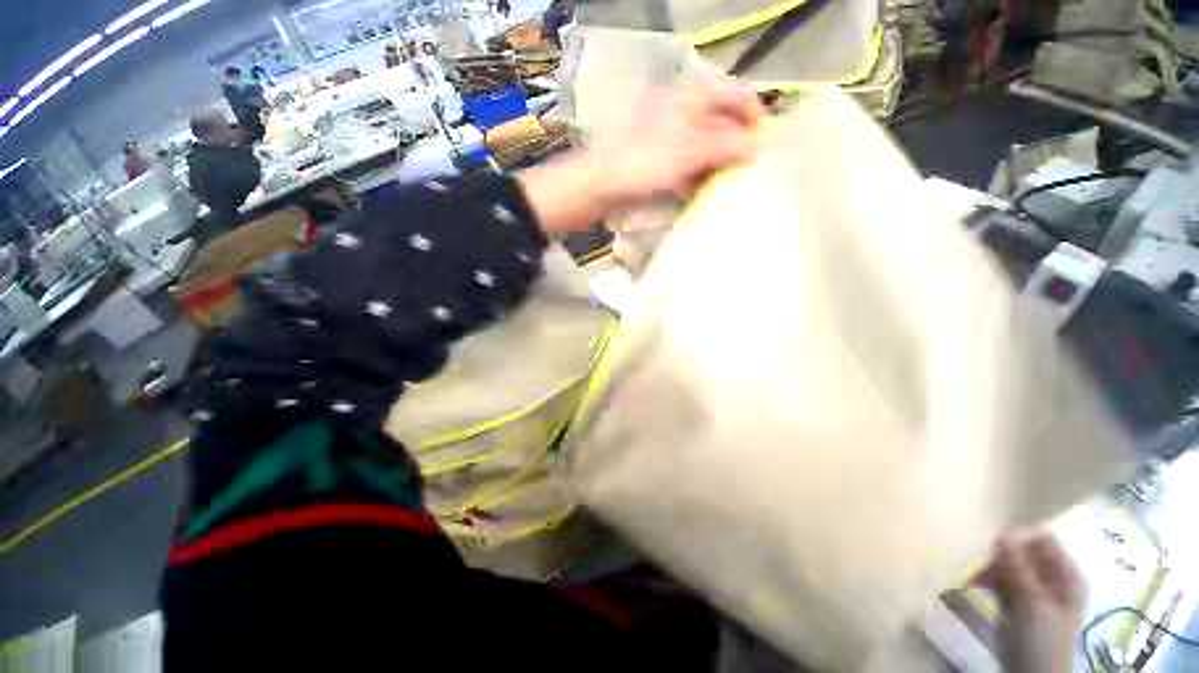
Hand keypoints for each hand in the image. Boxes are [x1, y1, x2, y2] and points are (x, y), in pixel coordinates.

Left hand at [518, 82, 761, 235]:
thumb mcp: (686, 152)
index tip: (764, 148)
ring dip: (718, 166)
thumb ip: (724, 146)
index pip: (735, 96)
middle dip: (738, 147)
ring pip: (705, 148)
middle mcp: (681, 113)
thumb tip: (758, 146)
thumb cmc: (640, 164)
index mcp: (689, 98)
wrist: (597, 187)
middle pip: (722, 124)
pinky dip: (698, 178)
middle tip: (749, 173)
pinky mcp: (657, 162)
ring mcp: (667, 138)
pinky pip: (687, 167)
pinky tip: (702, 193)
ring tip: (729, 187)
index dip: (754, 118)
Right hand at [981, 528, 1086, 672]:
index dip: (1019, 537)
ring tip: (975, 578)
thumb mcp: (1031, 604)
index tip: (993, 545)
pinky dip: (989, 579)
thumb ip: (1019, 568)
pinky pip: (1004, 579)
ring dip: (992, 568)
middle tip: (981, 566)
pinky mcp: (1020, 601)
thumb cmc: (1041, 641)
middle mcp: (1054, 578)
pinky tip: (976, 585)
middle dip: (1001, 555)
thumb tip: (1001, 531)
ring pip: (1011, 565)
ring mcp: (1037, 590)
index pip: (1044, 538)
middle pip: (1025, 551)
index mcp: (1068, 575)